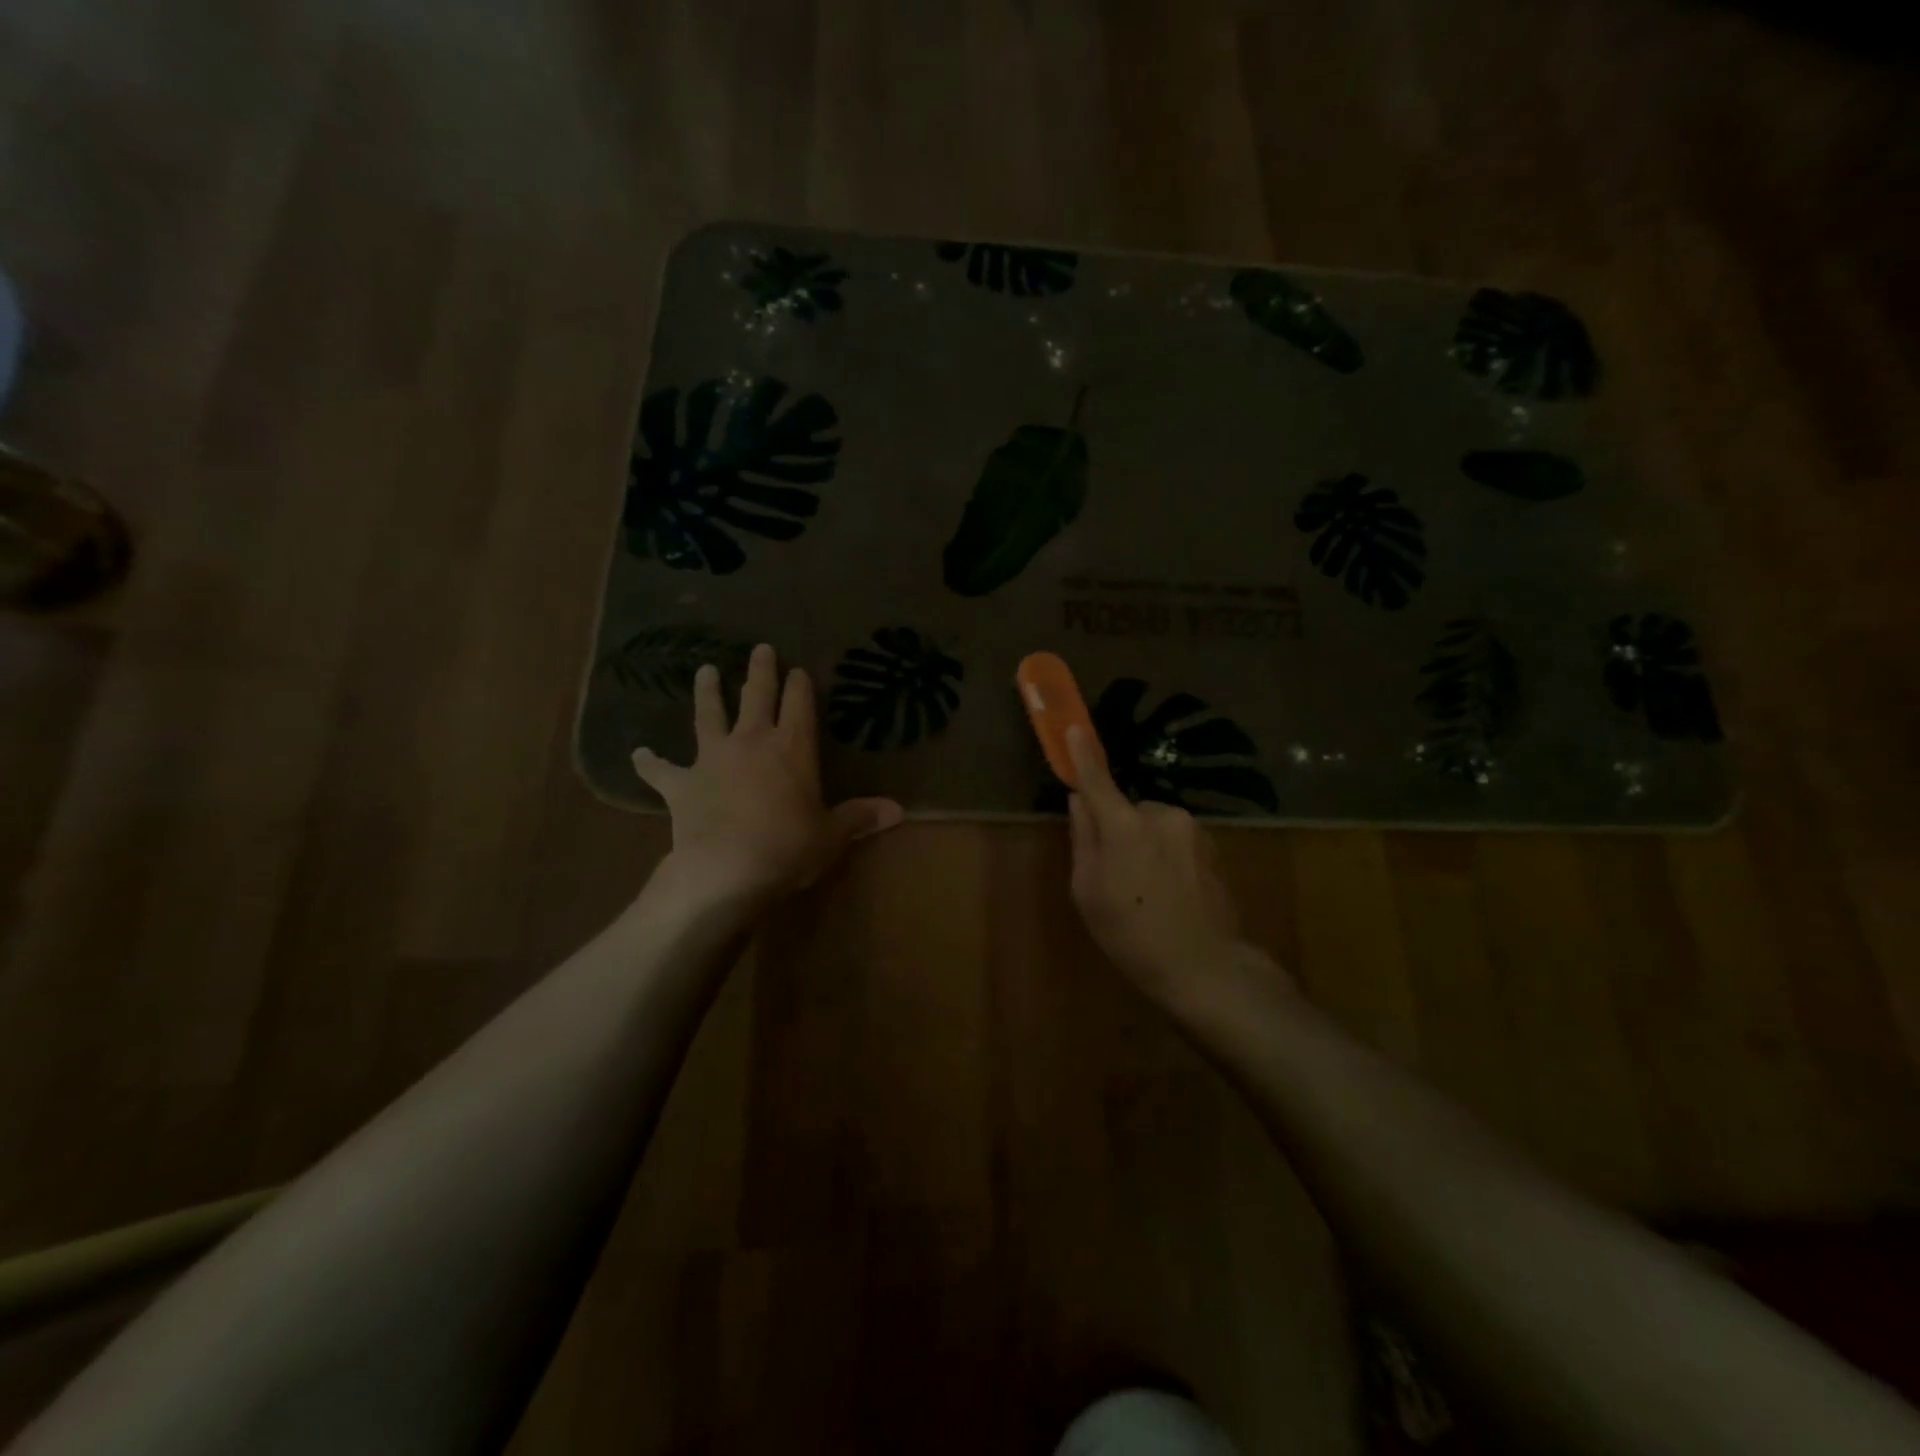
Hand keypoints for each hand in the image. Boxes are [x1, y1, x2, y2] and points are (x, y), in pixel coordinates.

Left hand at [632, 644, 903, 903]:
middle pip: (756, 695)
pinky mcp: (682, 784)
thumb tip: (899, 811)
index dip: (799, 684)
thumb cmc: (788, 848)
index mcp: (792, 748)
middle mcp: (752, 741)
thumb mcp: (832, 835)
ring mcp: (712, 758)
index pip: (799, 704)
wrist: (727, 869)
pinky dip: (649, 762)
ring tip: (705, 671)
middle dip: (760, 671)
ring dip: (707, 693)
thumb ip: (861, 817)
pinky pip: (661, 770)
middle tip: (760, 648)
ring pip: (708, 715)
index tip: (798, 668)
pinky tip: (637, 754)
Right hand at [1065, 726, 1276, 1013]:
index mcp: (1125, 825)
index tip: (1073, 727)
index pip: (1097, 780)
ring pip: (1153, 825)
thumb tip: (1080, 802)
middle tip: (1113, 873)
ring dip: (1144, 844)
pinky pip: (1175, 839)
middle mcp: (1162, 815)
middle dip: (1117, 829)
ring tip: (1146, 891)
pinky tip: (1169, 893)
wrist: (1207, 968)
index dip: (1082, 755)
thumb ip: (1083, 839)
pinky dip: (1165, 855)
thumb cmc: (1133, 935)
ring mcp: (1193, 829)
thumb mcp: (1088, 892)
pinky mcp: (1213, 846)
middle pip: (1126, 810)